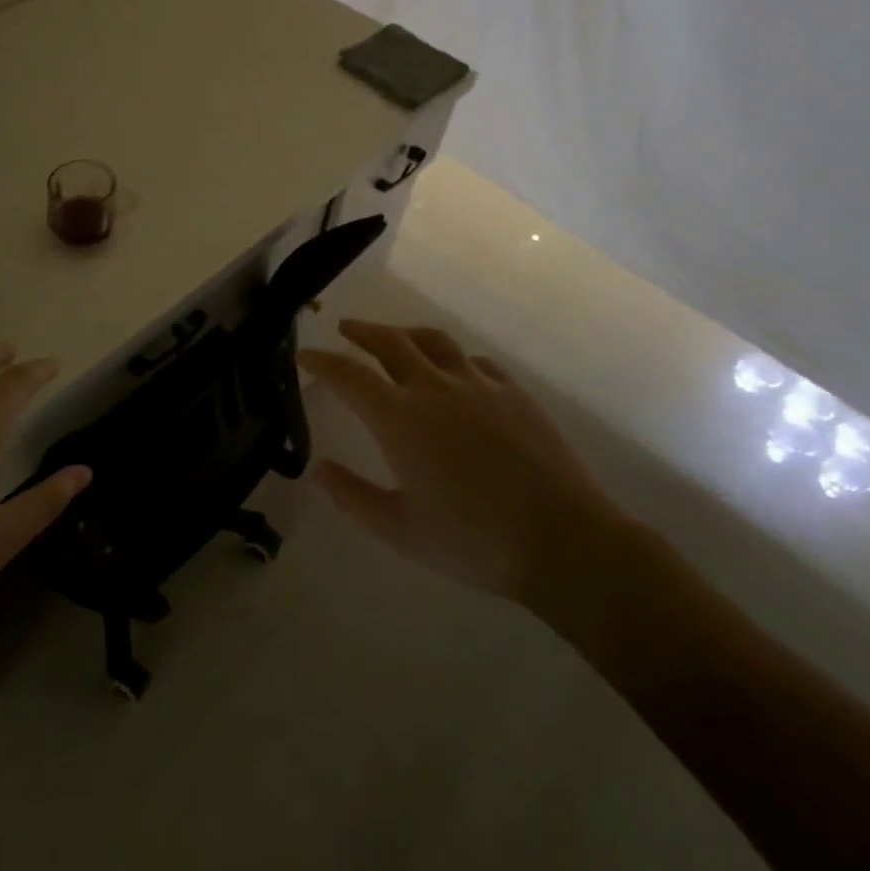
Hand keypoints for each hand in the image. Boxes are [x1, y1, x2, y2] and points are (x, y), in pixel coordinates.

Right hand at [299, 321, 636, 626]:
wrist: (564, 541)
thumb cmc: (474, 541)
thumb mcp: (400, 530)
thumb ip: (353, 497)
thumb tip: (318, 469)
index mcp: (400, 419)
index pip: (348, 375)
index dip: (322, 361)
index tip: (305, 355)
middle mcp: (434, 388)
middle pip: (389, 342)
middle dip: (361, 332)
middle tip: (345, 329)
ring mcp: (478, 385)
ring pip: (433, 341)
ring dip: (405, 334)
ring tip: (395, 339)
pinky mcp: (513, 393)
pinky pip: (474, 362)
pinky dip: (452, 359)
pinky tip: (455, 373)